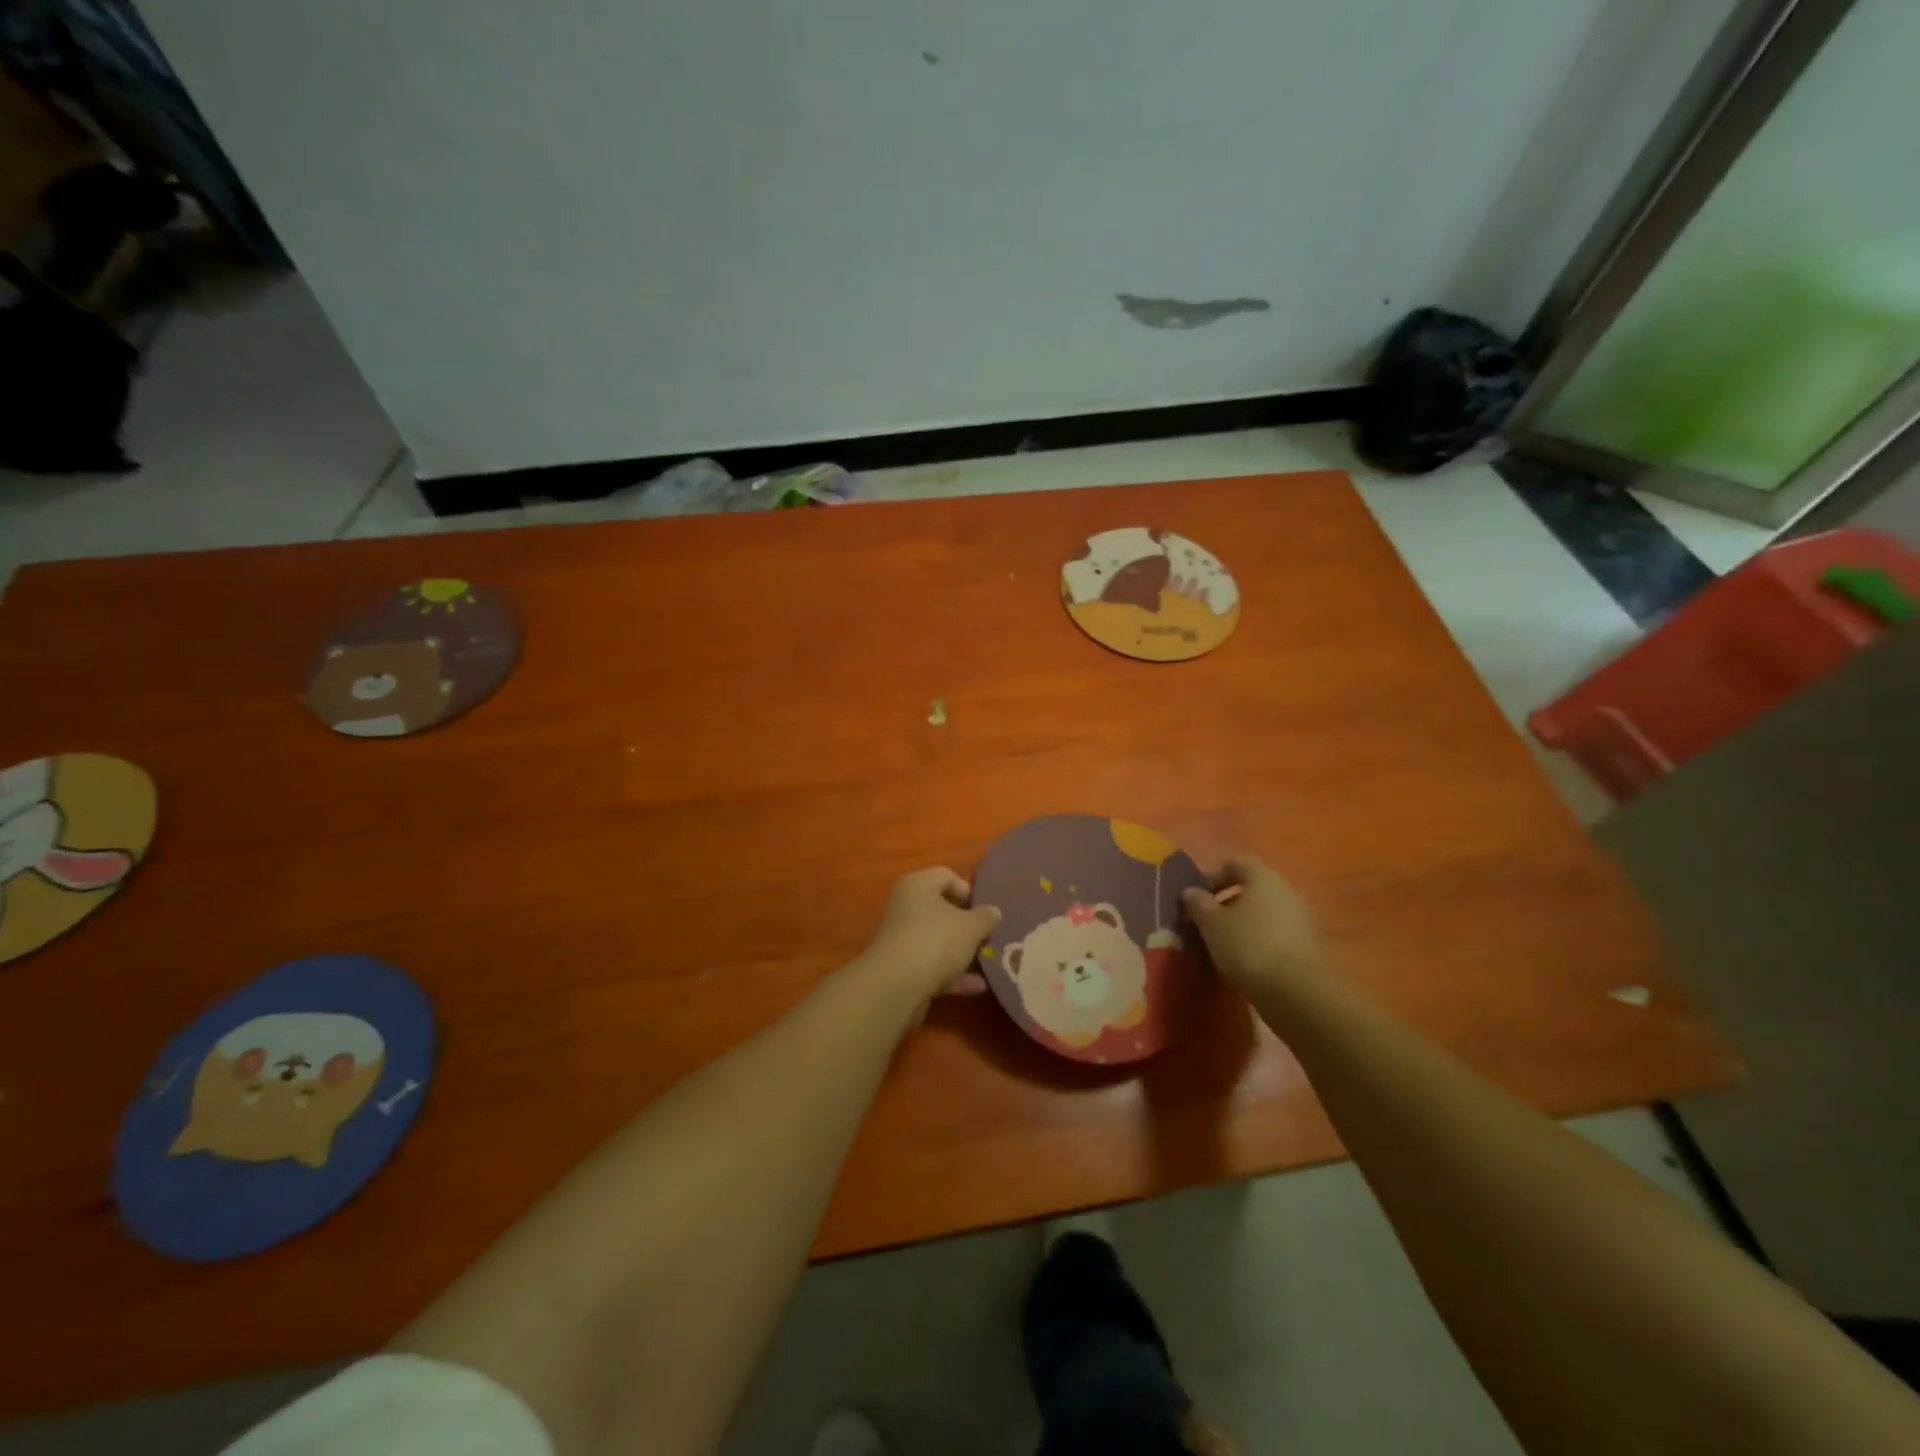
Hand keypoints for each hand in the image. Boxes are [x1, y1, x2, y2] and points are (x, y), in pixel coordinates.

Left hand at [855, 867, 1000, 1010]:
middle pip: (941, 910)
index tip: (985, 910)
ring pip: (937, 940)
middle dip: (967, 925)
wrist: (896, 985)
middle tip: (989, 936)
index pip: (946, 876)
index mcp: (918, 885)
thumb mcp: (971, 926)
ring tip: (988, 963)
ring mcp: (901, 938)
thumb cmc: (936, 940)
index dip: (968, 890)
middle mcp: (905, 906)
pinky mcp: (900, 967)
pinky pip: (932, 965)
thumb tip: (994, 912)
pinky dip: (953, 974)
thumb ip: (986, 917)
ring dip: (961, 952)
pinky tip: (977, 986)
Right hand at [1181, 855, 1323, 997]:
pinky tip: (1246, 962)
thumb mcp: (1211, 923)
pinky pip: (1278, 933)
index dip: (1212, 875)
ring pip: (1266, 912)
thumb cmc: (1247, 946)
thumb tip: (1191, 891)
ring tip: (1223, 946)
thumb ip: (1198, 903)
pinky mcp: (1310, 946)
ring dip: (1244, 923)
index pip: (1235, 862)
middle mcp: (1287, 891)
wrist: (1297, 994)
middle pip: (1253, 888)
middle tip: (1207, 923)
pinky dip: (1260, 941)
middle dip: (1227, 902)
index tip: (1196, 898)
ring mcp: (1303, 919)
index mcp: (1264, 878)